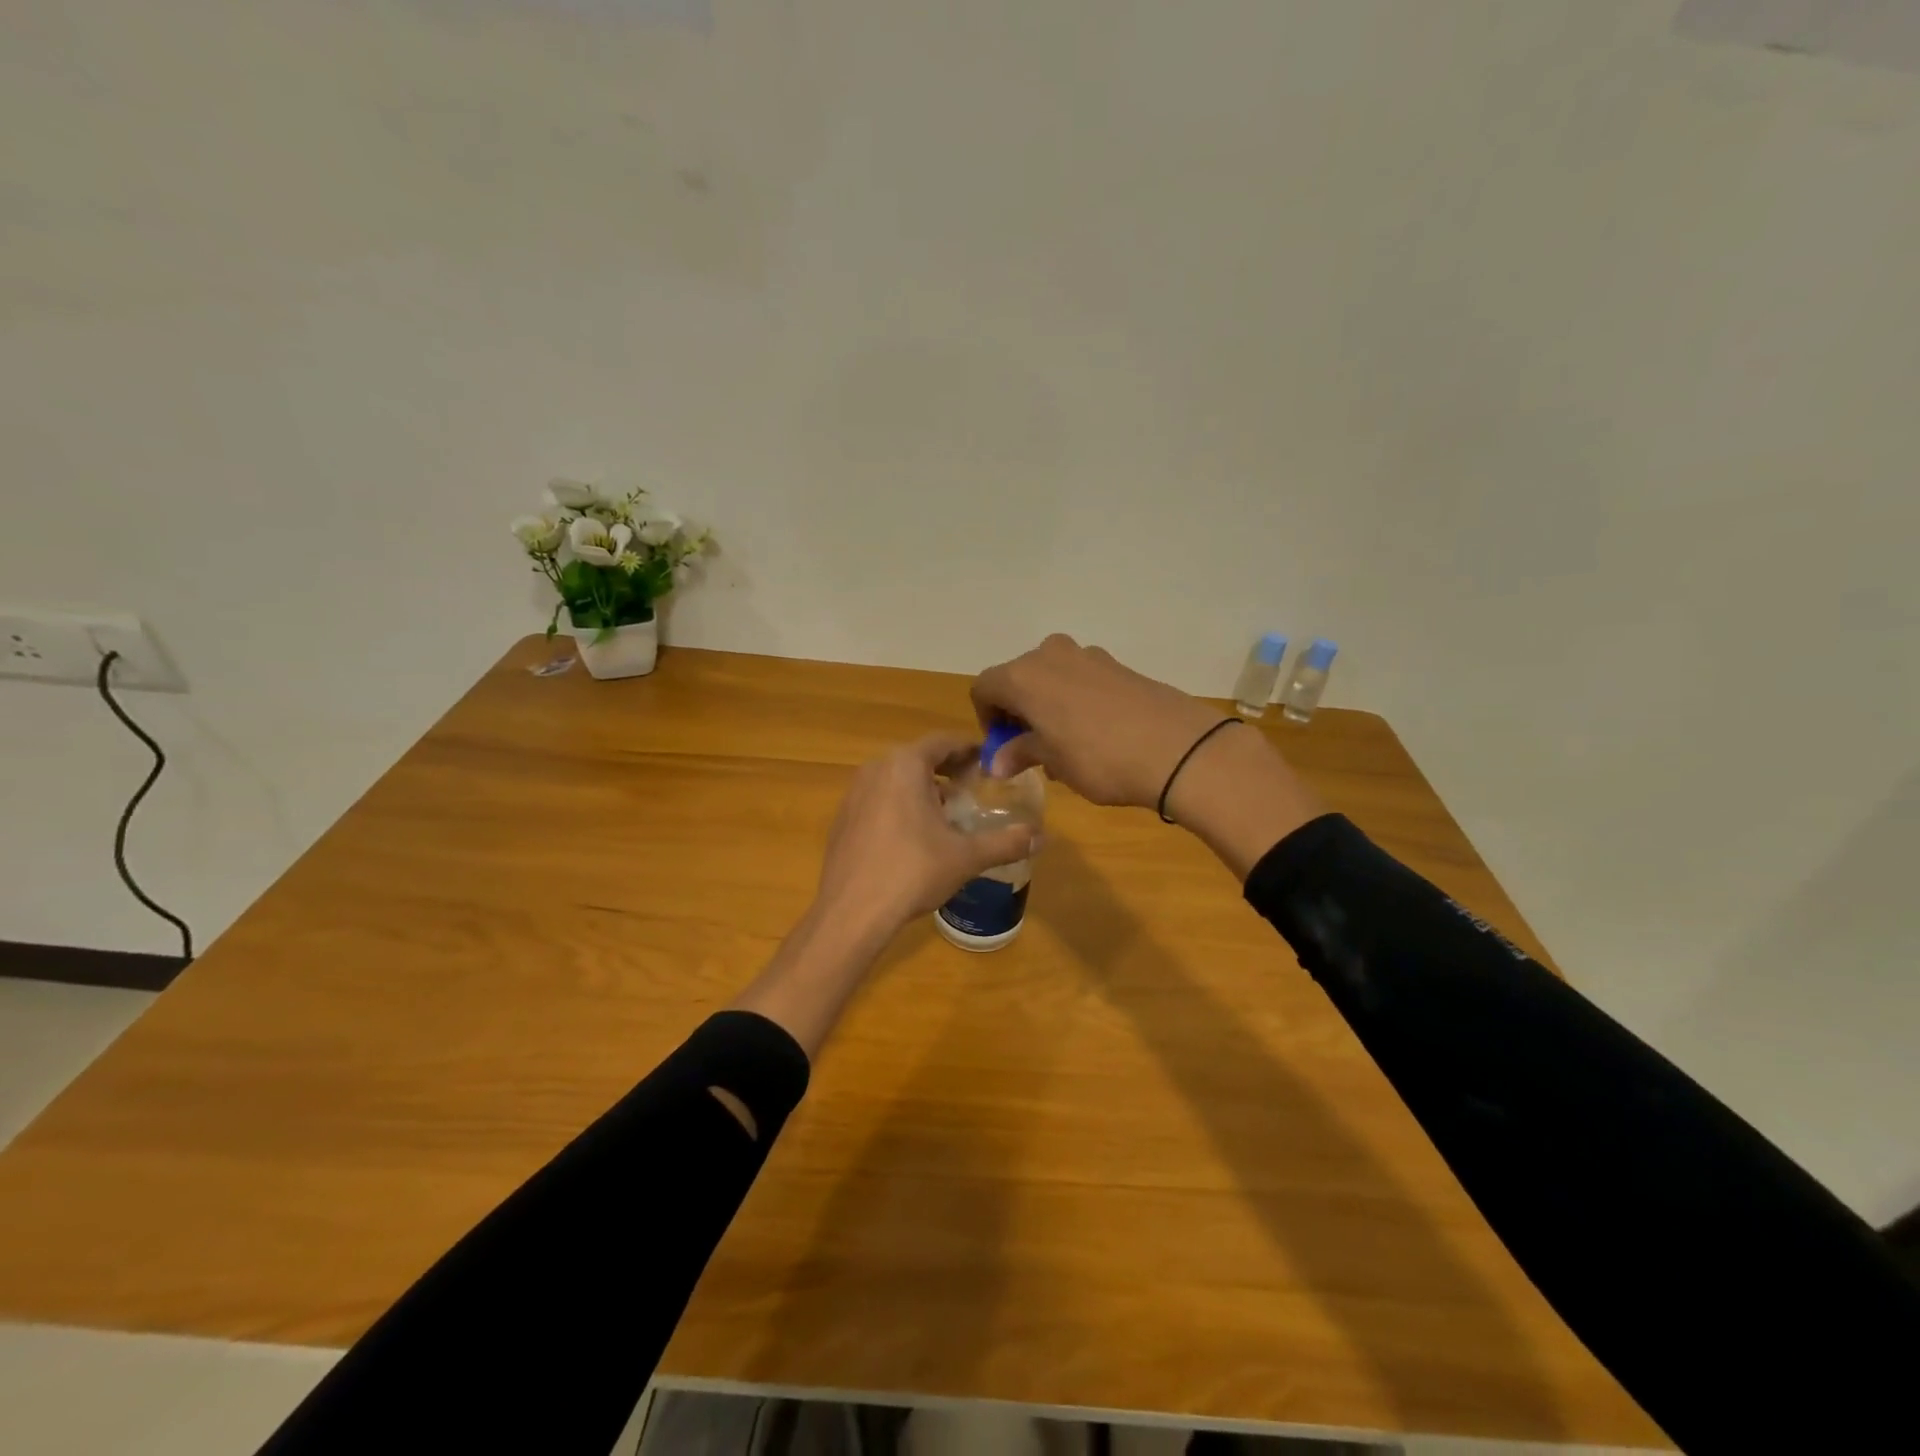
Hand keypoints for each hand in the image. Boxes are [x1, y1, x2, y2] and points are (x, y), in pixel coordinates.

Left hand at [814, 732, 1037, 935]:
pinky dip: (900, 805)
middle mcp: (876, 768)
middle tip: (974, 788)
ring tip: (948, 813)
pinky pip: (879, 799)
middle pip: (919, 757)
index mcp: (905, 765)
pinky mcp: (843, 818)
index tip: (990, 763)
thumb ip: (1006, 842)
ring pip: (897, 778)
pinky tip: (914, 837)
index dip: (970, 749)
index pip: (944, 741)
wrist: (852, 911)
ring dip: (924, 788)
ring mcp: (854, 793)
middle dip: (948, 769)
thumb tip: (1042, 837)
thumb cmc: (913, 871)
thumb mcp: (966, 856)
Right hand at [972, 634, 1325, 875]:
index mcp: (1023, 675)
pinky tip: (1095, 734)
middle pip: (1017, 678)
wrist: (1178, 748)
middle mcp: (1050, 655)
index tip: (1003, 747)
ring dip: (1047, 706)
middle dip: (1018, 711)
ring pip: (1051, 677)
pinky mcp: (1117, 665)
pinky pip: (1080, 678)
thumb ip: (1021, 753)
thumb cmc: (1099, 758)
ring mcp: (1088, 656)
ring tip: (1065, 745)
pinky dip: (1075, 700)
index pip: (984, 688)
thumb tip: (997, 762)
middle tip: (1032, 748)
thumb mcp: (1053, 761)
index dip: (987, 718)